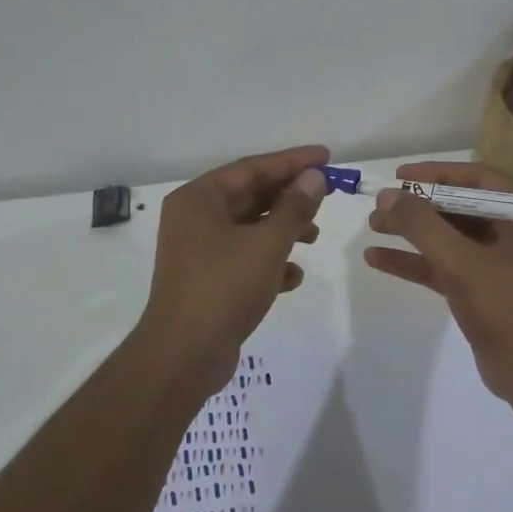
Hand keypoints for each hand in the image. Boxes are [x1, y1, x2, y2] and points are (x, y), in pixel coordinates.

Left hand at [135, 144, 330, 390]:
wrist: (184, 355)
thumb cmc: (224, 287)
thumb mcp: (268, 243)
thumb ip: (294, 207)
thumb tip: (314, 177)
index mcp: (199, 199)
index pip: (252, 168)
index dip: (292, 161)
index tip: (326, 156)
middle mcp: (195, 218)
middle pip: (251, 196)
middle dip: (290, 197)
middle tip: (328, 194)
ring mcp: (199, 251)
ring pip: (250, 228)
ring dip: (284, 229)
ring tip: (315, 236)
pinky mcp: (208, 280)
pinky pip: (244, 258)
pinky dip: (270, 261)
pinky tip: (293, 277)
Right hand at [364, 160, 512, 402]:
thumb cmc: (506, 308)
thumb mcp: (460, 262)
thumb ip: (422, 225)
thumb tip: (387, 195)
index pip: (477, 179)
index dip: (436, 173)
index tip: (399, 176)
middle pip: (460, 207)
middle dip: (418, 207)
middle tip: (380, 206)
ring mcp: (500, 261)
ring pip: (450, 237)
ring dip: (412, 232)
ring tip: (373, 227)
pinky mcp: (485, 288)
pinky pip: (447, 265)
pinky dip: (417, 261)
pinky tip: (378, 259)